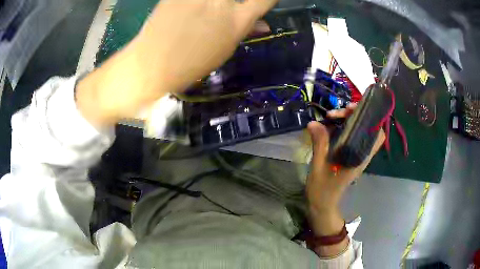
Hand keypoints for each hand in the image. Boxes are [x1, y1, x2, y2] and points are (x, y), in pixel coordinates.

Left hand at [76, 0, 277, 127]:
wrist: (150, 65)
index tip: (260, 4)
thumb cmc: (191, 64)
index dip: (266, 0)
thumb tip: (262, 24)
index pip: (264, 0)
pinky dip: (195, 4)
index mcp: (236, 21)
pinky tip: (189, 12)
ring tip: (202, 17)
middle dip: (233, 4)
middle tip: (224, 12)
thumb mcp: (224, 50)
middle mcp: (220, 2)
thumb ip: (245, 31)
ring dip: (214, 5)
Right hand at [306, 104, 384, 211]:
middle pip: (367, 128)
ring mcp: (355, 154)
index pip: (377, 135)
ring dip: (347, 120)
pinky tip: (330, 126)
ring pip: (358, 131)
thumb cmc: (323, 189)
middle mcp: (361, 154)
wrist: (322, 204)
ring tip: (330, 117)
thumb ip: (319, 144)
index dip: (371, 118)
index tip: (353, 110)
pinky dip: (342, 128)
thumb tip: (314, 123)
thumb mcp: (319, 166)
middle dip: (354, 115)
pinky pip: (350, 136)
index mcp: (360, 157)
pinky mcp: (348, 155)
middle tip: (336, 112)